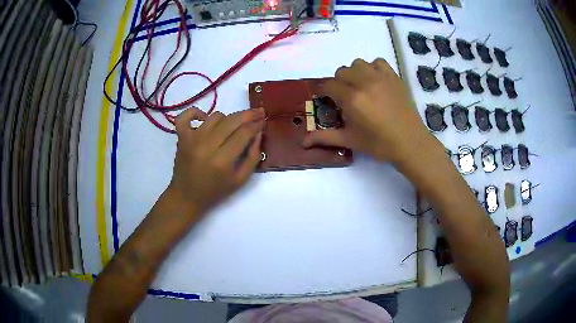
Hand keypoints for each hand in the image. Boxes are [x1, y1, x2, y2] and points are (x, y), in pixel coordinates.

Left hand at [167, 107, 264, 218]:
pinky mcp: (181, 137)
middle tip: (258, 112)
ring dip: (227, 118)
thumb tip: (258, 134)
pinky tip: (204, 118)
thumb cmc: (214, 191)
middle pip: (232, 121)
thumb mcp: (240, 180)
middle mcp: (206, 146)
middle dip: (248, 115)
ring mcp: (191, 139)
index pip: (244, 133)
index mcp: (222, 161)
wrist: (186, 196)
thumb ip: (252, 157)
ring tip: (231, 127)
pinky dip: (195, 112)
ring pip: (215, 116)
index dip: (256, 124)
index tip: (263, 121)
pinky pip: (186, 116)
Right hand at [302, 58, 433, 163]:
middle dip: (338, 83)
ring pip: (357, 64)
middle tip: (344, 98)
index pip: (329, 85)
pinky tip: (375, 81)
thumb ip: (325, 137)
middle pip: (341, 72)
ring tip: (359, 88)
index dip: (324, 92)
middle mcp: (364, 83)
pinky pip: (377, 62)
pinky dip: (372, 68)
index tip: (326, 100)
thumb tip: (302, 142)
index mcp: (352, 99)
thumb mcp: (350, 140)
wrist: (410, 143)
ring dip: (354, 73)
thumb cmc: (379, 144)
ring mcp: (381, 77)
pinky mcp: (394, 77)